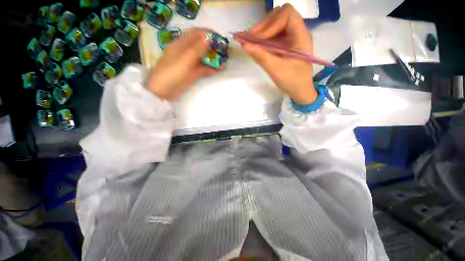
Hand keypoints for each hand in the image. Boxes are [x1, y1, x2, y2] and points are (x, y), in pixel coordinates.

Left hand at [145, 28, 219, 99]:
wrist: (164, 91)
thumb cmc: (172, 72)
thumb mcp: (185, 59)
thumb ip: (196, 48)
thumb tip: (208, 37)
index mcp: (181, 44)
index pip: (196, 34)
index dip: (207, 33)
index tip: (219, 37)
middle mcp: (186, 52)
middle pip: (201, 46)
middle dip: (213, 47)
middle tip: (224, 51)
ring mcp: (189, 64)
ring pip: (203, 58)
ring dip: (213, 59)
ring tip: (224, 61)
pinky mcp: (192, 74)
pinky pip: (203, 69)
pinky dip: (211, 69)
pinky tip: (219, 70)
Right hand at [238, 4, 315, 104]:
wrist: (300, 91)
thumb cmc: (292, 82)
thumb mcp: (275, 70)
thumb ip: (261, 56)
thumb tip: (244, 45)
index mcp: (301, 36)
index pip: (287, 14)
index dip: (271, 23)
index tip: (259, 38)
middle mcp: (297, 33)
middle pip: (279, 17)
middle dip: (263, 26)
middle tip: (250, 39)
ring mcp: (292, 38)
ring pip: (275, 25)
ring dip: (262, 32)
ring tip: (250, 42)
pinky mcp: (286, 45)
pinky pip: (274, 36)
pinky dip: (263, 39)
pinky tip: (255, 46)